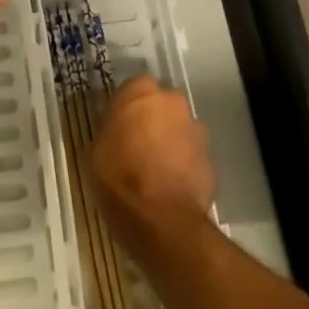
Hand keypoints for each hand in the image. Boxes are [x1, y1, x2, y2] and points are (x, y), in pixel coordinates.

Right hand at [92, 76, 216, 252]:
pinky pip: (191, 155)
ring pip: (178, 129)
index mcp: (141, 90)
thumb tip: (117, 124)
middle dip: (152, 121)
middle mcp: (173, 101)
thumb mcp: (97, 147)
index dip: (126, 108)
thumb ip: (111, 127)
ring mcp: (196, 129)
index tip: (118, 126)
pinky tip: (169, 185)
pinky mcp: (211, 159)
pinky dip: (182, 164)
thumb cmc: (119, 176)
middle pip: (160, 106)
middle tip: (136, 145)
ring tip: (154, 170)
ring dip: (169, 142)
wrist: (161, 220)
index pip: (133, 88)